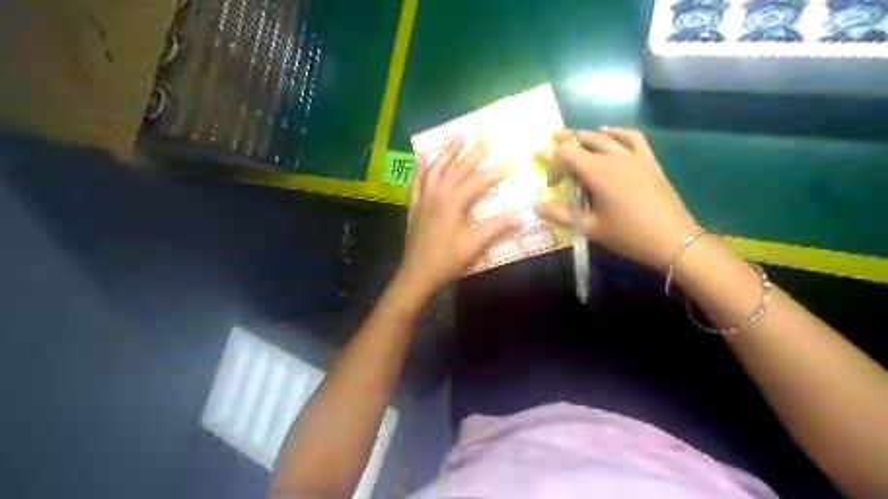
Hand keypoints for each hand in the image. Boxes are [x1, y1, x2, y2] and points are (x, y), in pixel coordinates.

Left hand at [398, 135, 526, 294]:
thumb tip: (521, 217)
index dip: (494, 172)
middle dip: (473, 153)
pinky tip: (424, 157)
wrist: (416, 274)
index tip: (509, 163)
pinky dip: (421, 168)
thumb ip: (495, 229)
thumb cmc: (446, 261)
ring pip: (436, 169)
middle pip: (457, 169)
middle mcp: (437, 194)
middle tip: (485, 136)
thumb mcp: (473, 246)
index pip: (477, 182)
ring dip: (448, 152)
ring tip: (459, 135)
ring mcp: (423, 199)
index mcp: (452, 203)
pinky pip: (417, 181)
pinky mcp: (415, 206)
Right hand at [535, 127, 699, 270]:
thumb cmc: (628, 235)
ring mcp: (634, 157)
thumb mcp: (590, 228)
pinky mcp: (649, 161)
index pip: (567, 153)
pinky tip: (611, 134)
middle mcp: (614, 157)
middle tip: (551, 139)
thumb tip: (538, 207)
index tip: (547, 177)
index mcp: (598, 172)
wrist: (673, 239)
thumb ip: (561, 215)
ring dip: (588, 135)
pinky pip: (632, 138)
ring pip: (607, 136)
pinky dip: (618, 132)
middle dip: (566, 139)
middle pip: (585, 138)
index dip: (552, 160)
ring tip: (577, 138)